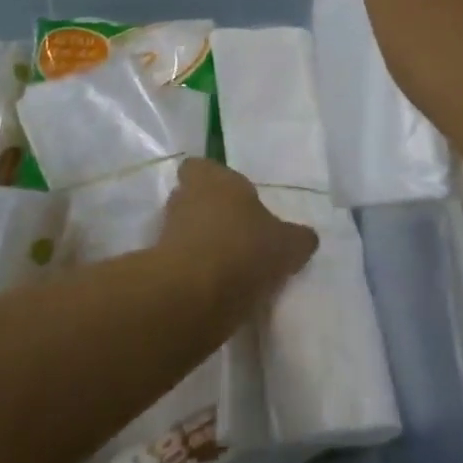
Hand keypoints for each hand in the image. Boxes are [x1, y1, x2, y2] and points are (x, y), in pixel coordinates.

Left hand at [158, 158, 318, 313]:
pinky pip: (179, 263)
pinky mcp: (156, 269)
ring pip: (184, 231)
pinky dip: (194, 273)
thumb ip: (297, 238)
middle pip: (192, 199)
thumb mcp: (288, 244)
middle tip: (237, 234)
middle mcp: (184, 198)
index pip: (200, 167)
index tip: (233, 199)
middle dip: (210, 214)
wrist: (193, 295)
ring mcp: (165, 233)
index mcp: (214, 178)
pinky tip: (217, 290)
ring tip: (231, 267)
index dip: (212, 181)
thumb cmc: (244, 249)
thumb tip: (305, 238)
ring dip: (201, 245)